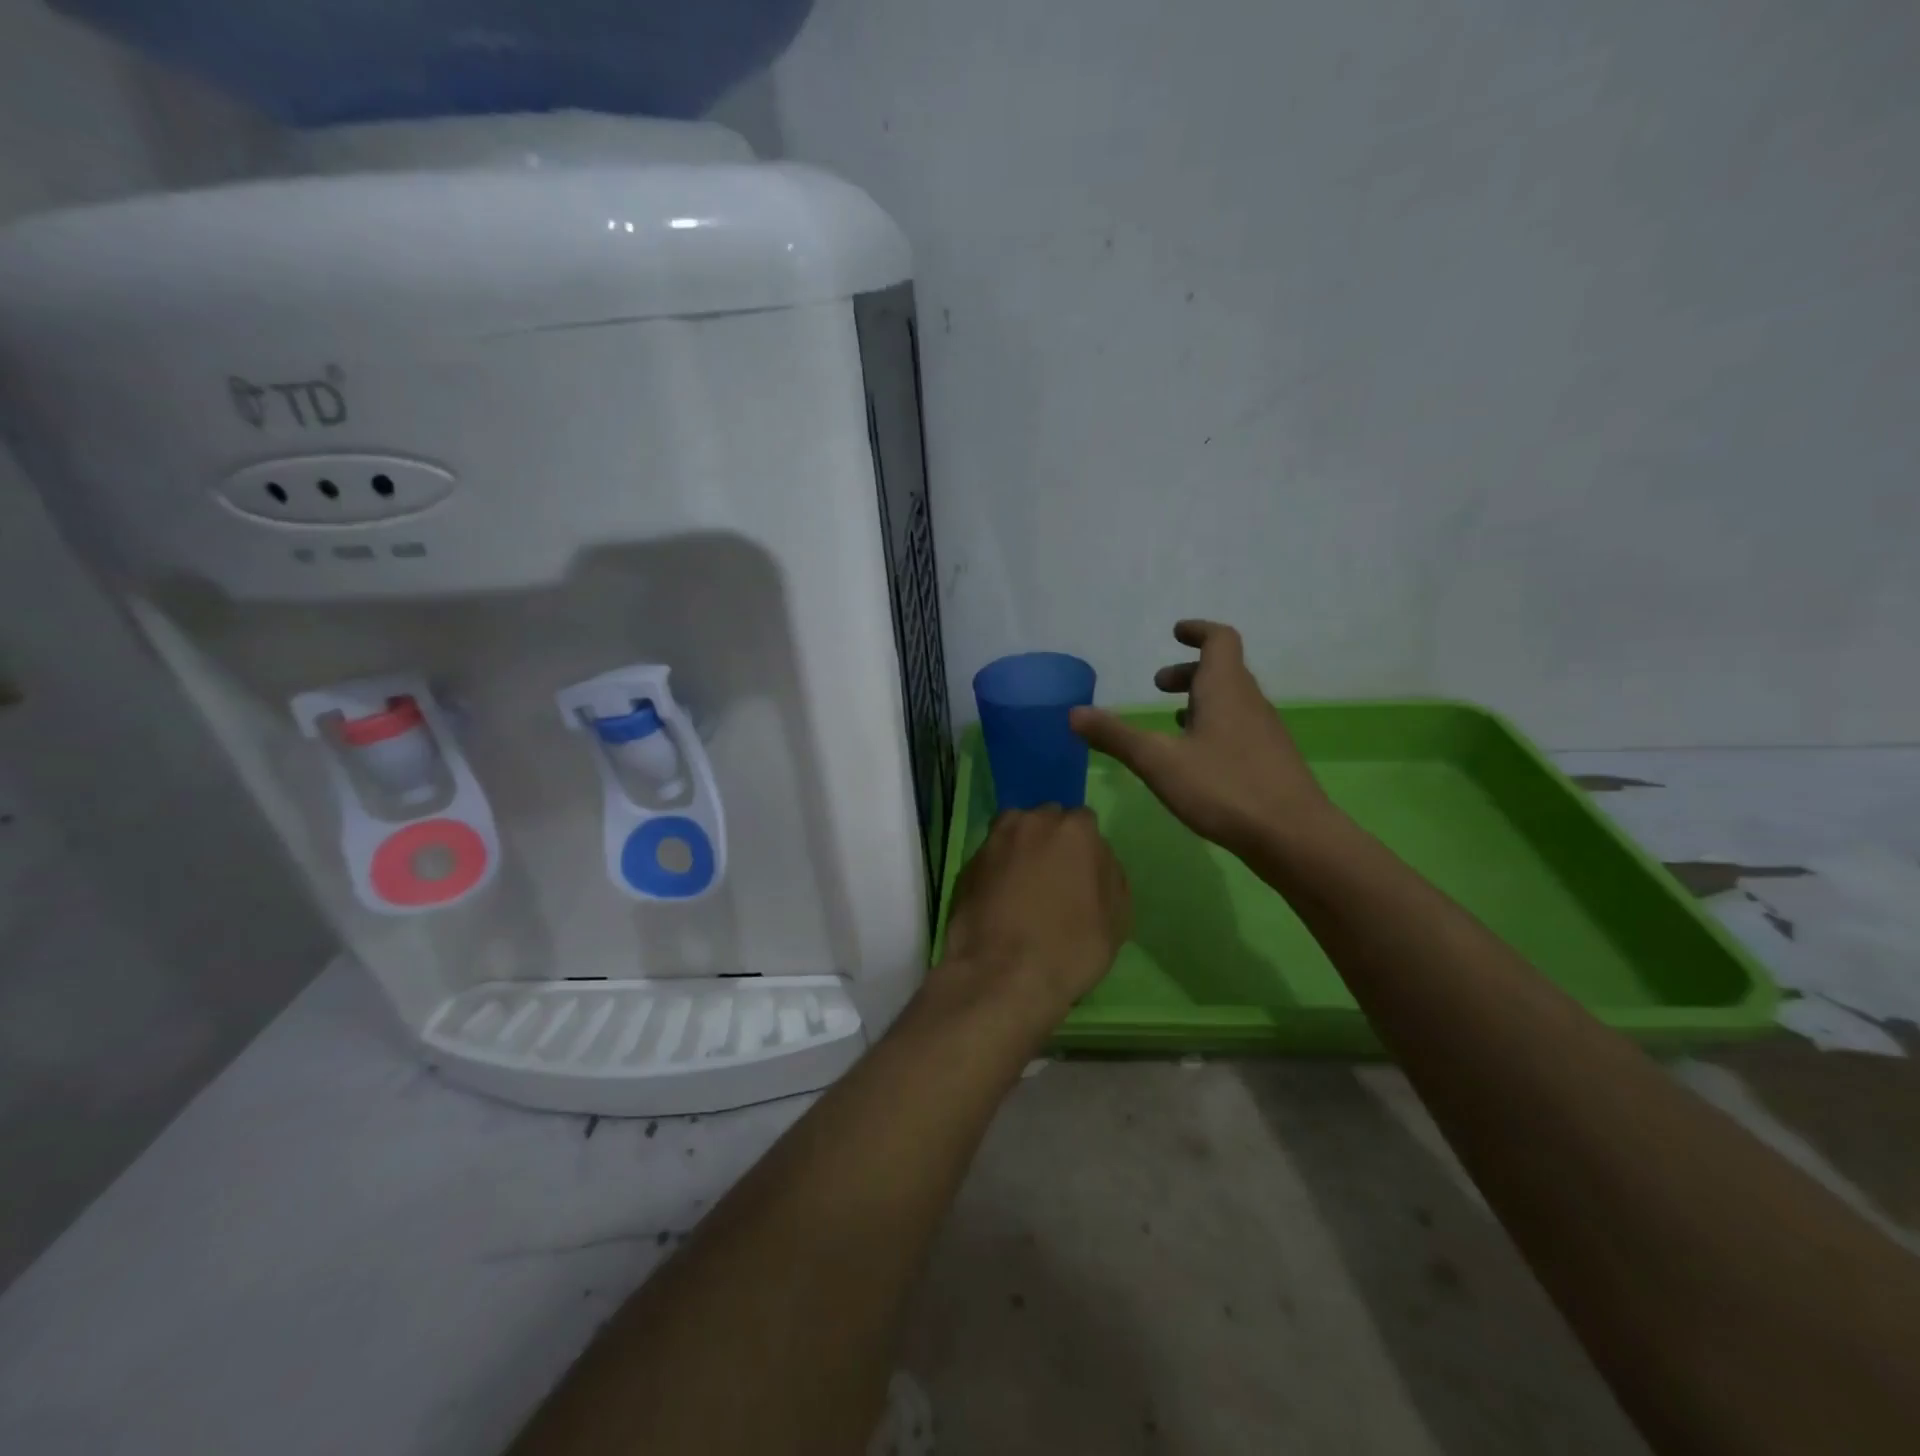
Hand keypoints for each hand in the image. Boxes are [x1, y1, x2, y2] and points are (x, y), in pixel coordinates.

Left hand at [930, 807, 1130, 1033]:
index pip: (1084, 822)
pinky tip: (1000, 902)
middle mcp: (1030, 822)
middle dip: (1051, 842)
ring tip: (1024, 888)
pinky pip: (991, 858)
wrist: (1001, 975)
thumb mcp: (1116, 920)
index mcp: (1073, 830)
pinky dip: (997, 871)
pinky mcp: (967, 864)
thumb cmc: (1069, 948)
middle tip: (1054, 880)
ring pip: (1014, 833)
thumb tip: (1098, 862)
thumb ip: (1110, 878)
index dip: (1084, 849)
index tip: (1083, 875)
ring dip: (1021, 850)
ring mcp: (994, 840)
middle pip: (1046, 821)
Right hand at [1071, 620, 1335, 856]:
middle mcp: (1249, 702)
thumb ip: (1115, 736)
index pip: (1220, 640)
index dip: (1198, 631)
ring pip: (1231, 701)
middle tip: (1159, 687)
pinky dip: (1214, 727)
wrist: (1294, 837)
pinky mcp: (1270, 761)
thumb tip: (1073, 713)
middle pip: (1223, 671)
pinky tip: (1196, 759)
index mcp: (1226, 689)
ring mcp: (1264, 732)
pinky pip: (1238, 727)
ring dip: (1201, 701)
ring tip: (1172, 721)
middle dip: (1188, 672)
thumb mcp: (1158, 761)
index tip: (1175, 632)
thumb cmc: (1224, 788)